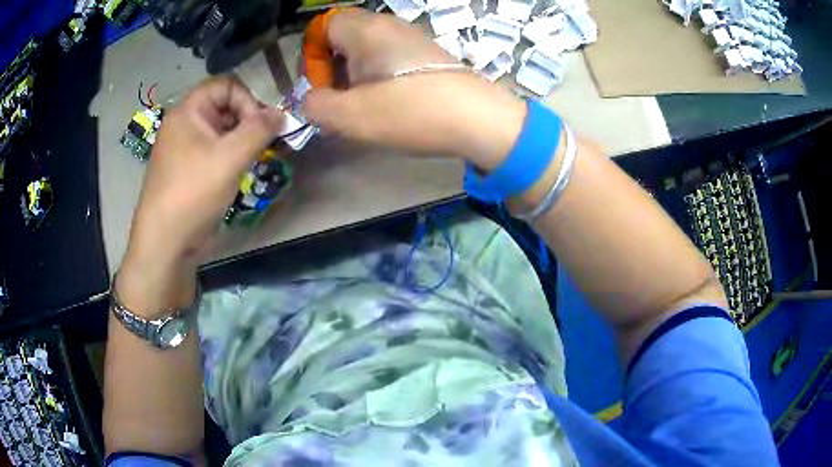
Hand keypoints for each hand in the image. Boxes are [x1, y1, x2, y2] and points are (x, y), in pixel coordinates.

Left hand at [118, 77, 282, 312]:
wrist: (165, 243)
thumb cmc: (193, 193)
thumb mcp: (230, 158)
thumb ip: (259, 130)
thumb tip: (282, 114)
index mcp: (188, 110)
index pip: (227, 85)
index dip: (248, 100)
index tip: (259, 128)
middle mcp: (185, 123)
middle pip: (225, 106)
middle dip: (248, 122)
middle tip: (261, 146)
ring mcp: (185, 147)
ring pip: (222, 130)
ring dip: (241, 141)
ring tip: (250, 162)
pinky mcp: (188, 168)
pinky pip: (214, 150)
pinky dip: (230, 156)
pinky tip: (236, 174)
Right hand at [302, 10, 526, 170]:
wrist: (479, 119)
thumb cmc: (411, 112)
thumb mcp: (351, 116)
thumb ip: (316, 106)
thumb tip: (310, 100)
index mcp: (366, 31)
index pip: (324, 25)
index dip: (313, 55)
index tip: (323, 86)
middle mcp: (389, 25)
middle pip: (345, 35)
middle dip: (334, 65)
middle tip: (341, 97)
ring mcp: (413, 37)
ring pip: (368, 47)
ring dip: (357, 73)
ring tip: (365, 104)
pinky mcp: (429, 54)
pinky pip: (391, 56)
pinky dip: (380, 74)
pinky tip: (391, 100)